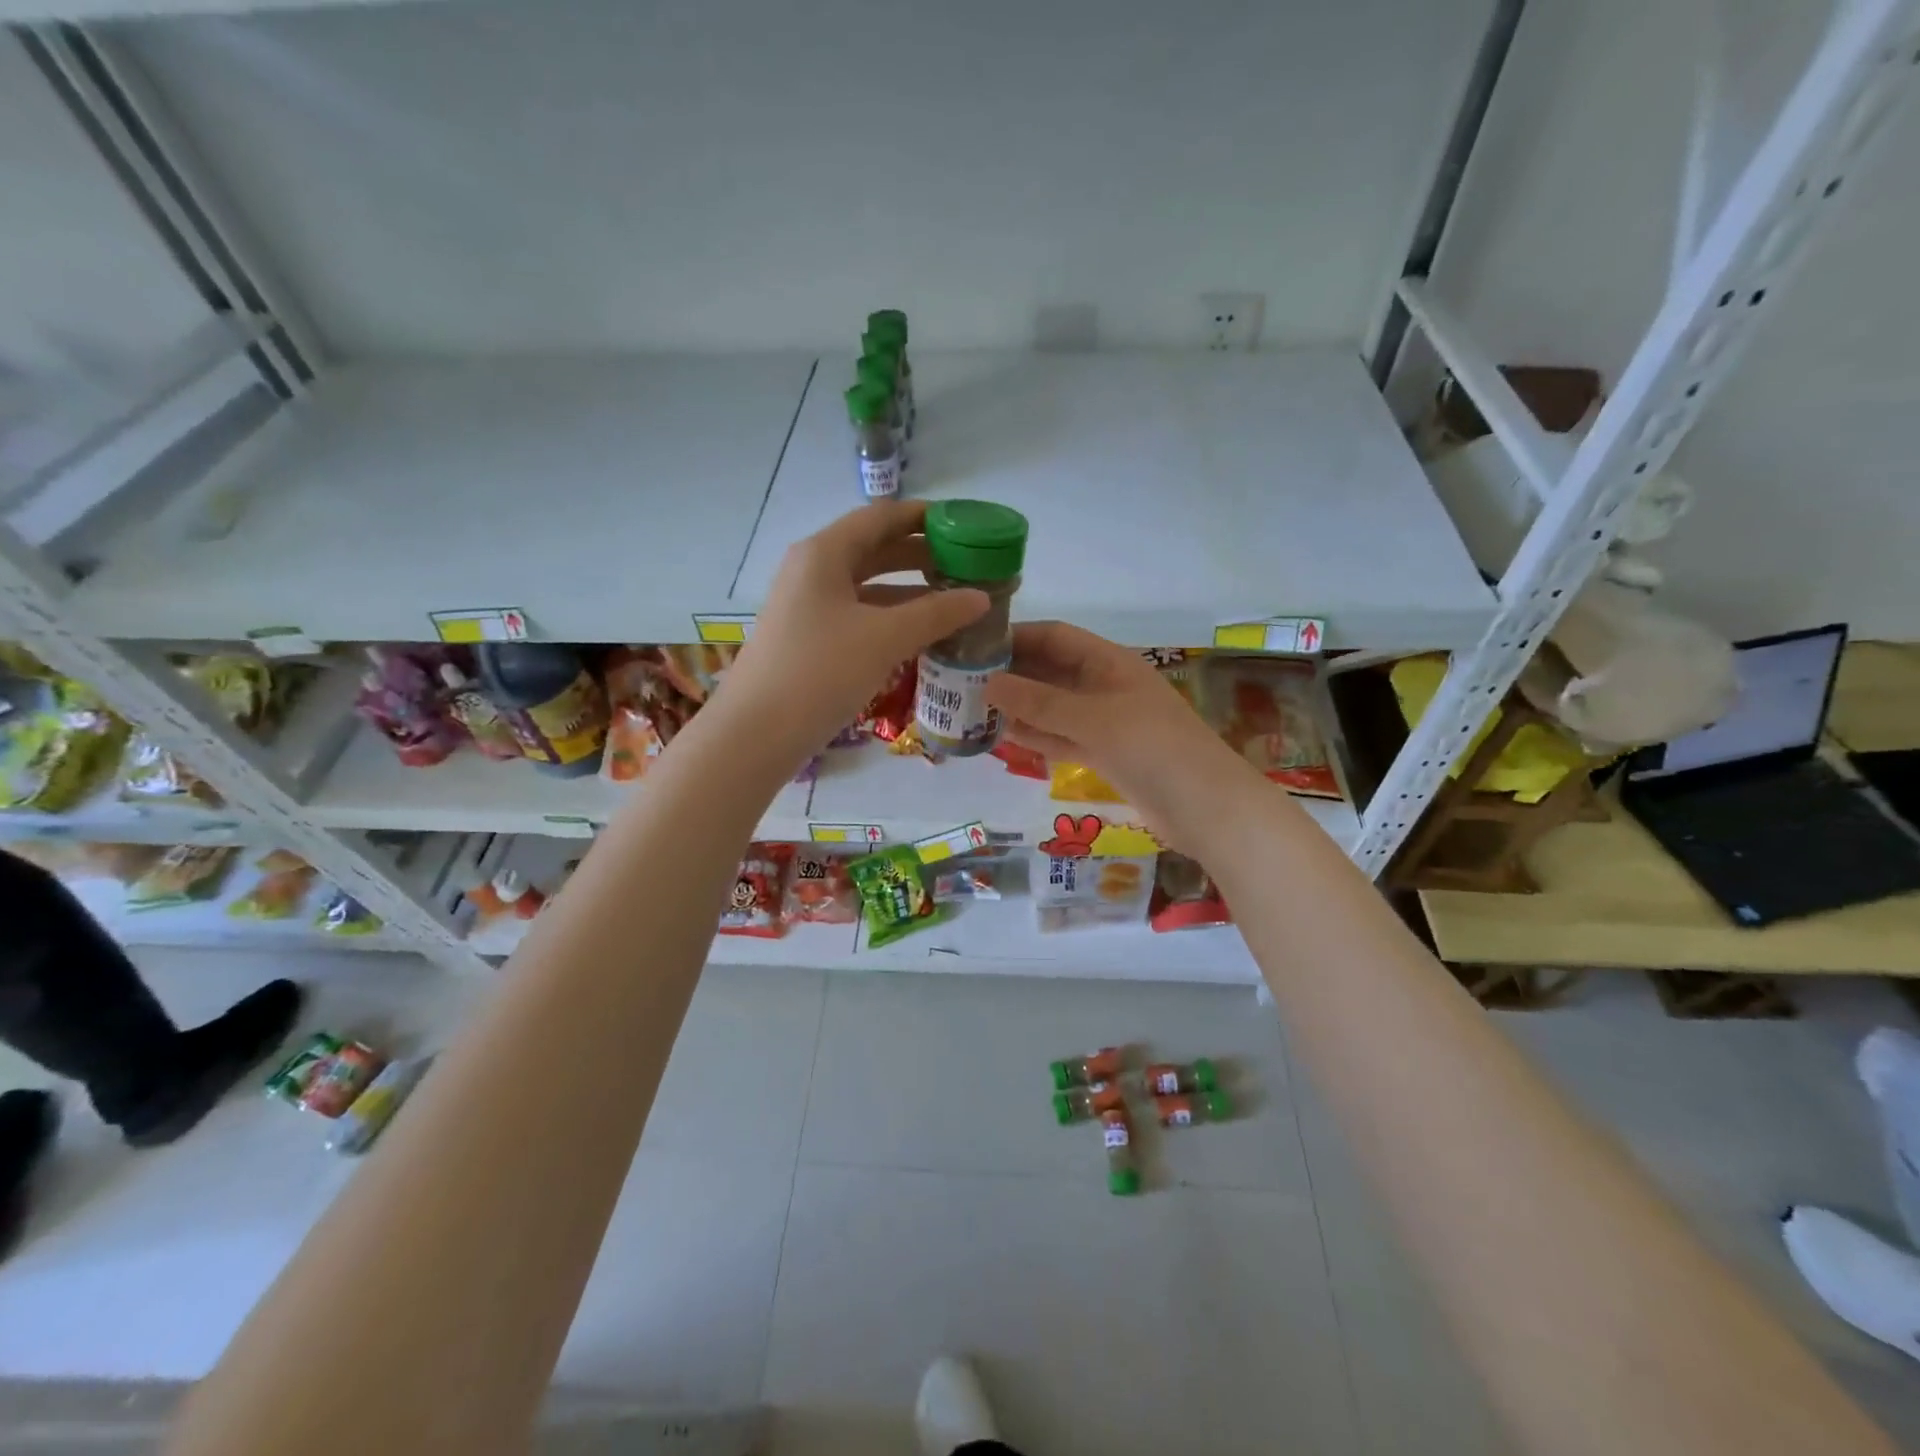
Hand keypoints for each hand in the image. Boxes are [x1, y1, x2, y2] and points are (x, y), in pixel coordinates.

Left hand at [723, 501, 988, 760]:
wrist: (756, 734)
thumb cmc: (819, 672)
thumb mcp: (884, 638)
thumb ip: (936, 613)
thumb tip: (981, 597)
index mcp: (825, 553)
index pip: (883, 517)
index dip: (926, 517)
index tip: (968, 527)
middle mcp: (814, 570)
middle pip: (876, 549)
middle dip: (924, 556)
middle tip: (970, 567)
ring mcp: (809, 606)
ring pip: (869, 587)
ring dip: (911, 591)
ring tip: (956, 601)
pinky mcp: (810, 639)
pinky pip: (860, 616)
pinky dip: (893, 619)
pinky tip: (923, 635)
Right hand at [986, 623, 1249, 842]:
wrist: (1207, 808)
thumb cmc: (1154, 749)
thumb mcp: (1094, 720)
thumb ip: (1041, 703)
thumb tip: (988, 683)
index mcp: (1109, 663)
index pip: (1055, 637)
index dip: (1017, 636)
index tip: (974, 644)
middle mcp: (1104, 686)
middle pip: (1050, 671)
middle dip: (1011, 674)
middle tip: (961, 681)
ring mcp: (1104, 722)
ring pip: (1052, 708)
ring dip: (1017, 708)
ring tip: (971, 709)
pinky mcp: (1104, 755)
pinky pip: (1061, 738)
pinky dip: (1035, 736)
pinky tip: (1001, 737)